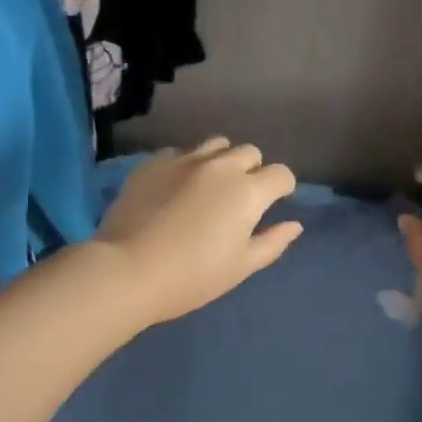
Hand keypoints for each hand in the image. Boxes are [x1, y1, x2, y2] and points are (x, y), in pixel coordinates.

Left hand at [94, 139, 301, 325]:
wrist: (127, 270)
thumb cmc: (192, 276)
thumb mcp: (240, 267)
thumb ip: (272, 242)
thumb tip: (294, 225)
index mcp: (247, 191)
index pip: (280, 174)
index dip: (283, 188)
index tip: (275, 202)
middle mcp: (220, 166)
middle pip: (249, 152)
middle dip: (253, 170)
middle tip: (240, 197)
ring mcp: (184, 160)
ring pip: (216, 144)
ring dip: (222, 160)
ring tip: (211, 184)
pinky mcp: (154, 162)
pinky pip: (181, 152)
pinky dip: (188, 164)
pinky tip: (176, 187)